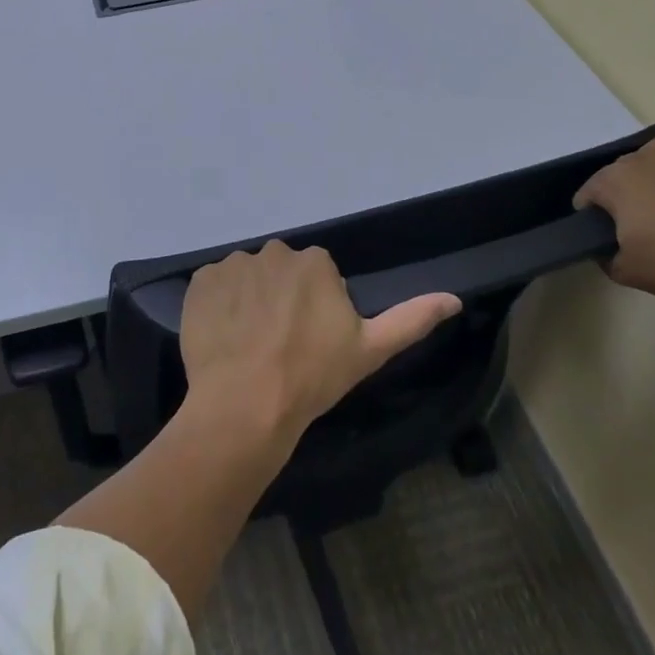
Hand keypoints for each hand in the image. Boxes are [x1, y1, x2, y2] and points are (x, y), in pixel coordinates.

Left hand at [180, 241, 460, 439]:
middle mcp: (273, 251)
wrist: (247, 403)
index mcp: (314, 261)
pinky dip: (217, 306)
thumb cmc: (313, 377)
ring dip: (249, 301)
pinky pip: (214, 287)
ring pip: (247, 279)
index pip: (317, 275)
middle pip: (281, 273)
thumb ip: (412, 318)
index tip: (311, 340)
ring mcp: (233, 264)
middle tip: (280, 344)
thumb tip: (454, 298)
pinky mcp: (200, 281)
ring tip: (249, 345)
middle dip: (282, 298)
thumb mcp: (371, 350)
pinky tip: (224, 338)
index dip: (315, 308)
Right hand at [573, 137, 654, 304]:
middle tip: (638, 230)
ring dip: (646, 184)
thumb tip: (606, 248)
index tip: (608, 239)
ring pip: (646, 166)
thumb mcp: (626, 272)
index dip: (592, 219)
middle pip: (615, 177)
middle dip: (620, 199)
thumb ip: (604, 256)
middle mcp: (638, 158)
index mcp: (612, 181)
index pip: (586, 197)